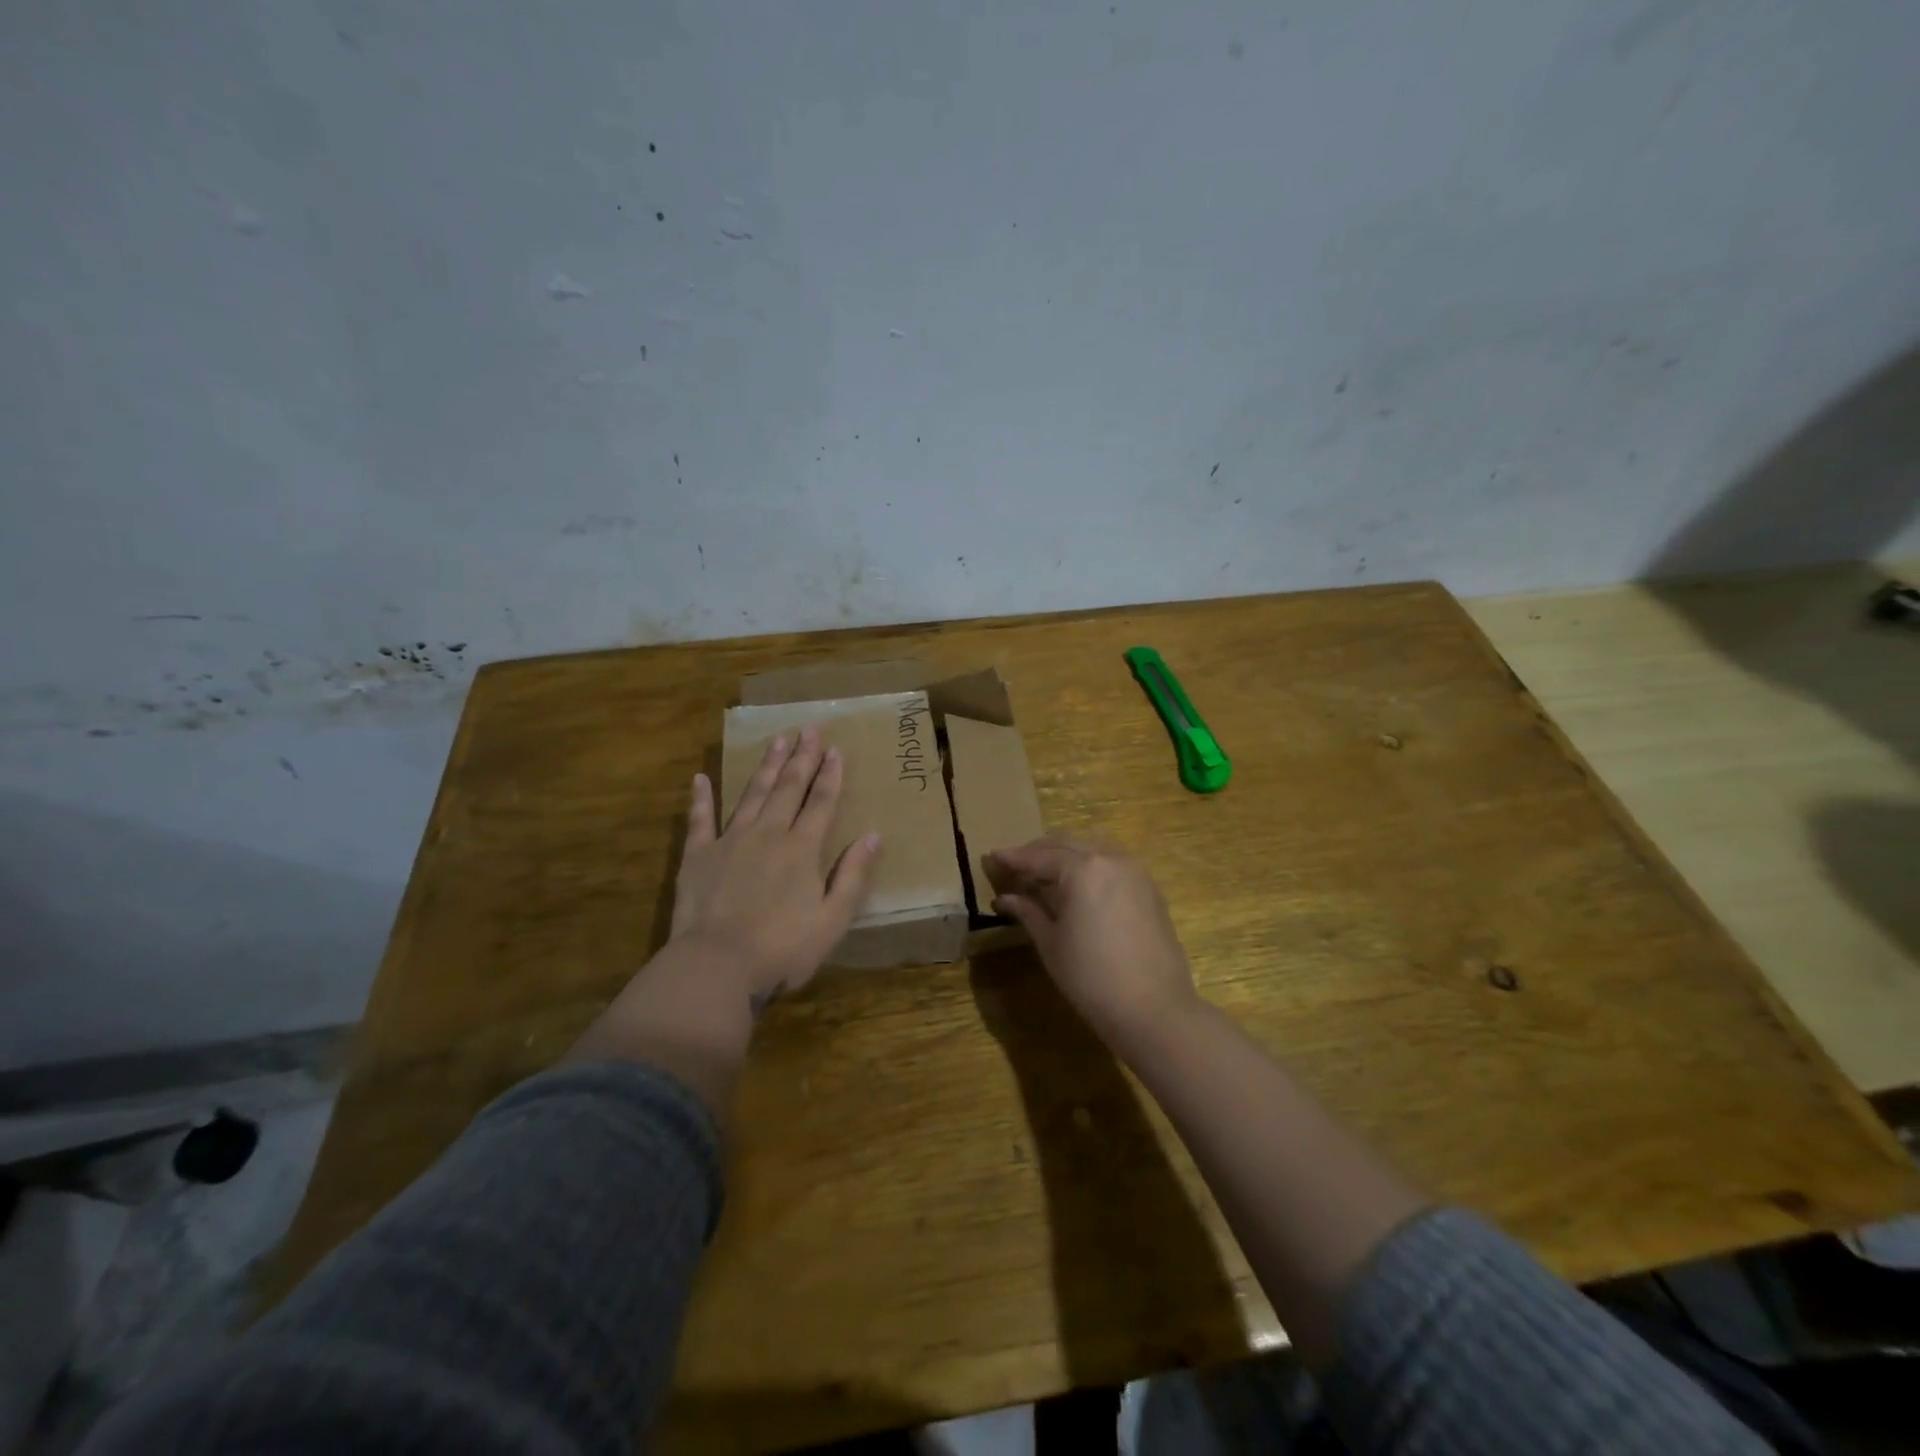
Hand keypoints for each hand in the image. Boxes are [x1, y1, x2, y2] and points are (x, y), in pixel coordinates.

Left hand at [670, 726, 881, 1004]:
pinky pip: (700, 819)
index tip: (835, 748)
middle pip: (788, 789)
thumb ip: (852, 875)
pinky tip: (700, 778)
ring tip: (777, 740)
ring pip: (752, 794)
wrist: (716, 966)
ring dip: (766, 766)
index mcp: (802, 849)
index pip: (821, 802)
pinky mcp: (698, 856)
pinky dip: (701, 798)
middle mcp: (768, 834)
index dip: (830, 775)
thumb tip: (873, 835)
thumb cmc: (782, 948)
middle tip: (808, 729)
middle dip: (801, 758)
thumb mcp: (832, 920)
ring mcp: (730, 841)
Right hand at [983, 836, 1199, 1047]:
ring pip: (1092, 849)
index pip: (1039, 856)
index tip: (991, 856)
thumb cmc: (1091, 978)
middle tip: (1014, 866)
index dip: (1013, 858)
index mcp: (1082, 869)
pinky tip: (1078, 887)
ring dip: (1066, 856)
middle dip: (1038, 853)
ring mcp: (1134, 872)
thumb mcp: (1051, 943)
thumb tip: (1004, 898)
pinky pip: (1112, 865)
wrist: (1154, 1009)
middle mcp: (1110, 859)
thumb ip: (1028, 912)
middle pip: (1066, 845)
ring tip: (1044, 875)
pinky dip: (1090, 867)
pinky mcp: (1150, 890)